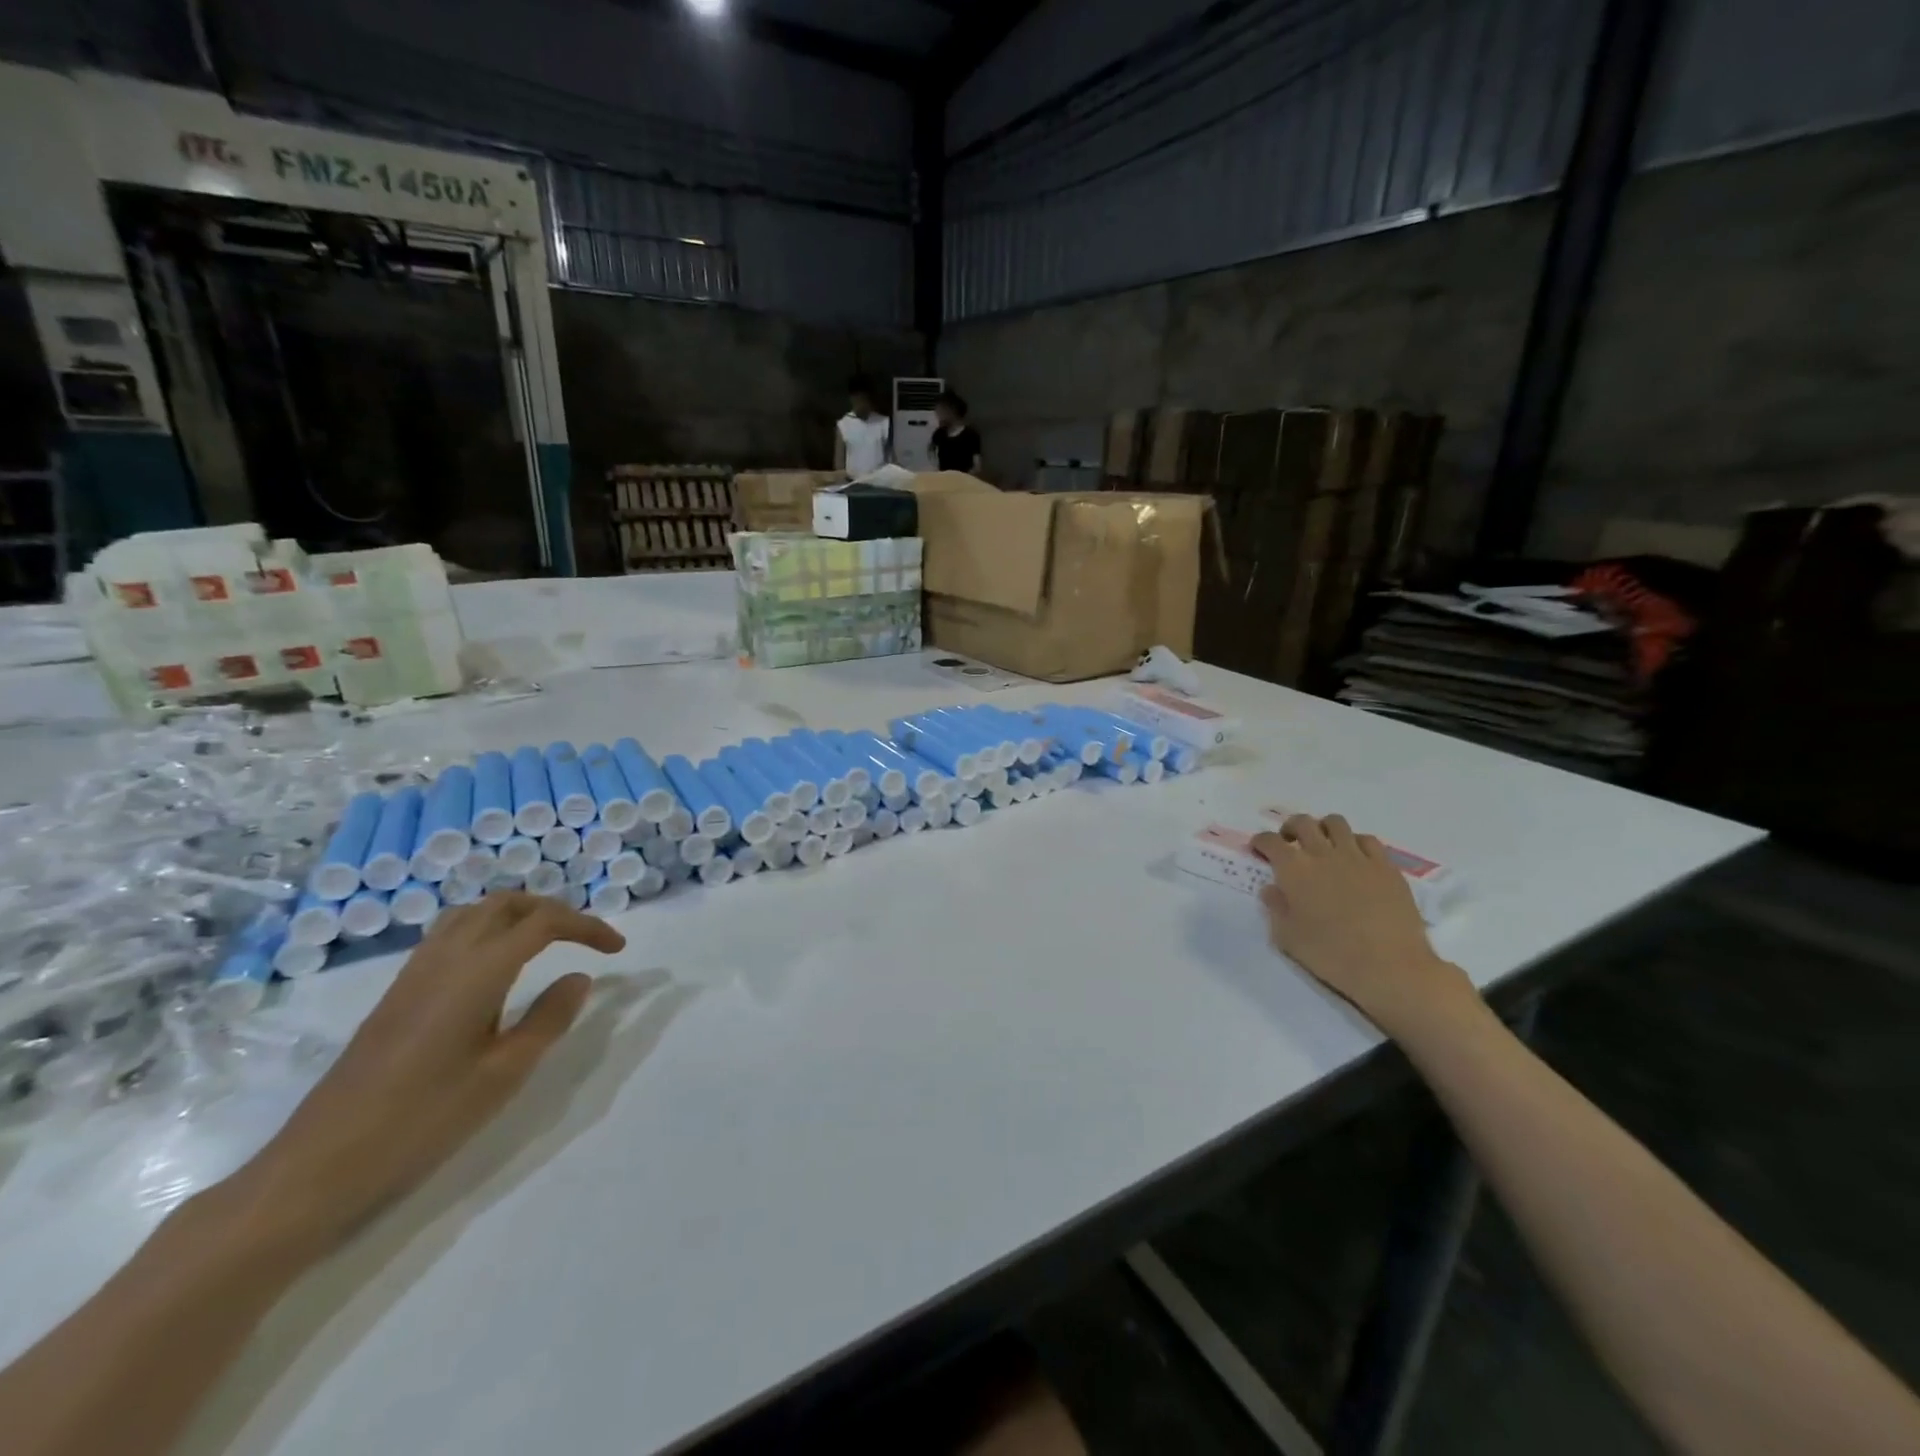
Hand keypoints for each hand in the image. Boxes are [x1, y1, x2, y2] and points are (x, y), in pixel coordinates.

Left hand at [231, 893, 623, 1256]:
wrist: (319, 1166)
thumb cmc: (423, 1121)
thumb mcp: (503, 1074)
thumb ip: (548, 1018)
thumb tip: (579, 977)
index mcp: (477, 972)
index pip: (544, 923)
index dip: (587, 926)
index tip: (617, 949)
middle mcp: (445, 958)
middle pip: (506, 904)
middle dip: (553, 910)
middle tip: (584, 939)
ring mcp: (414, 974)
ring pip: (473, 914)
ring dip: (516, 915)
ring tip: (546, 944)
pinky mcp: (396, 994)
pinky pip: (450, 936)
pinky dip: (486, 931)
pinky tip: (496, 969)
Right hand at [1251, 815, 1472, 1037]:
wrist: (1388, 966)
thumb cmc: (1331, 954)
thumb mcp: (1287, 937)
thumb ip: (1276, 908)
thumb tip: (1271, 889)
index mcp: (1294, 869)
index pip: (1270, 841)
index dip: (1261, 842)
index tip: (1259, 850)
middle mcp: (1323, 854)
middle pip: (1302, 823)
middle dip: (1290, 828)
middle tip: (1289, 843)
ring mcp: (1357, 857)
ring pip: (1336, 823)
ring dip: (1323, 829)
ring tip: (1323, 844)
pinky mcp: (1385, 866)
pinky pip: (1368, 840)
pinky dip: (1355, 842)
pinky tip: (1355, 858)